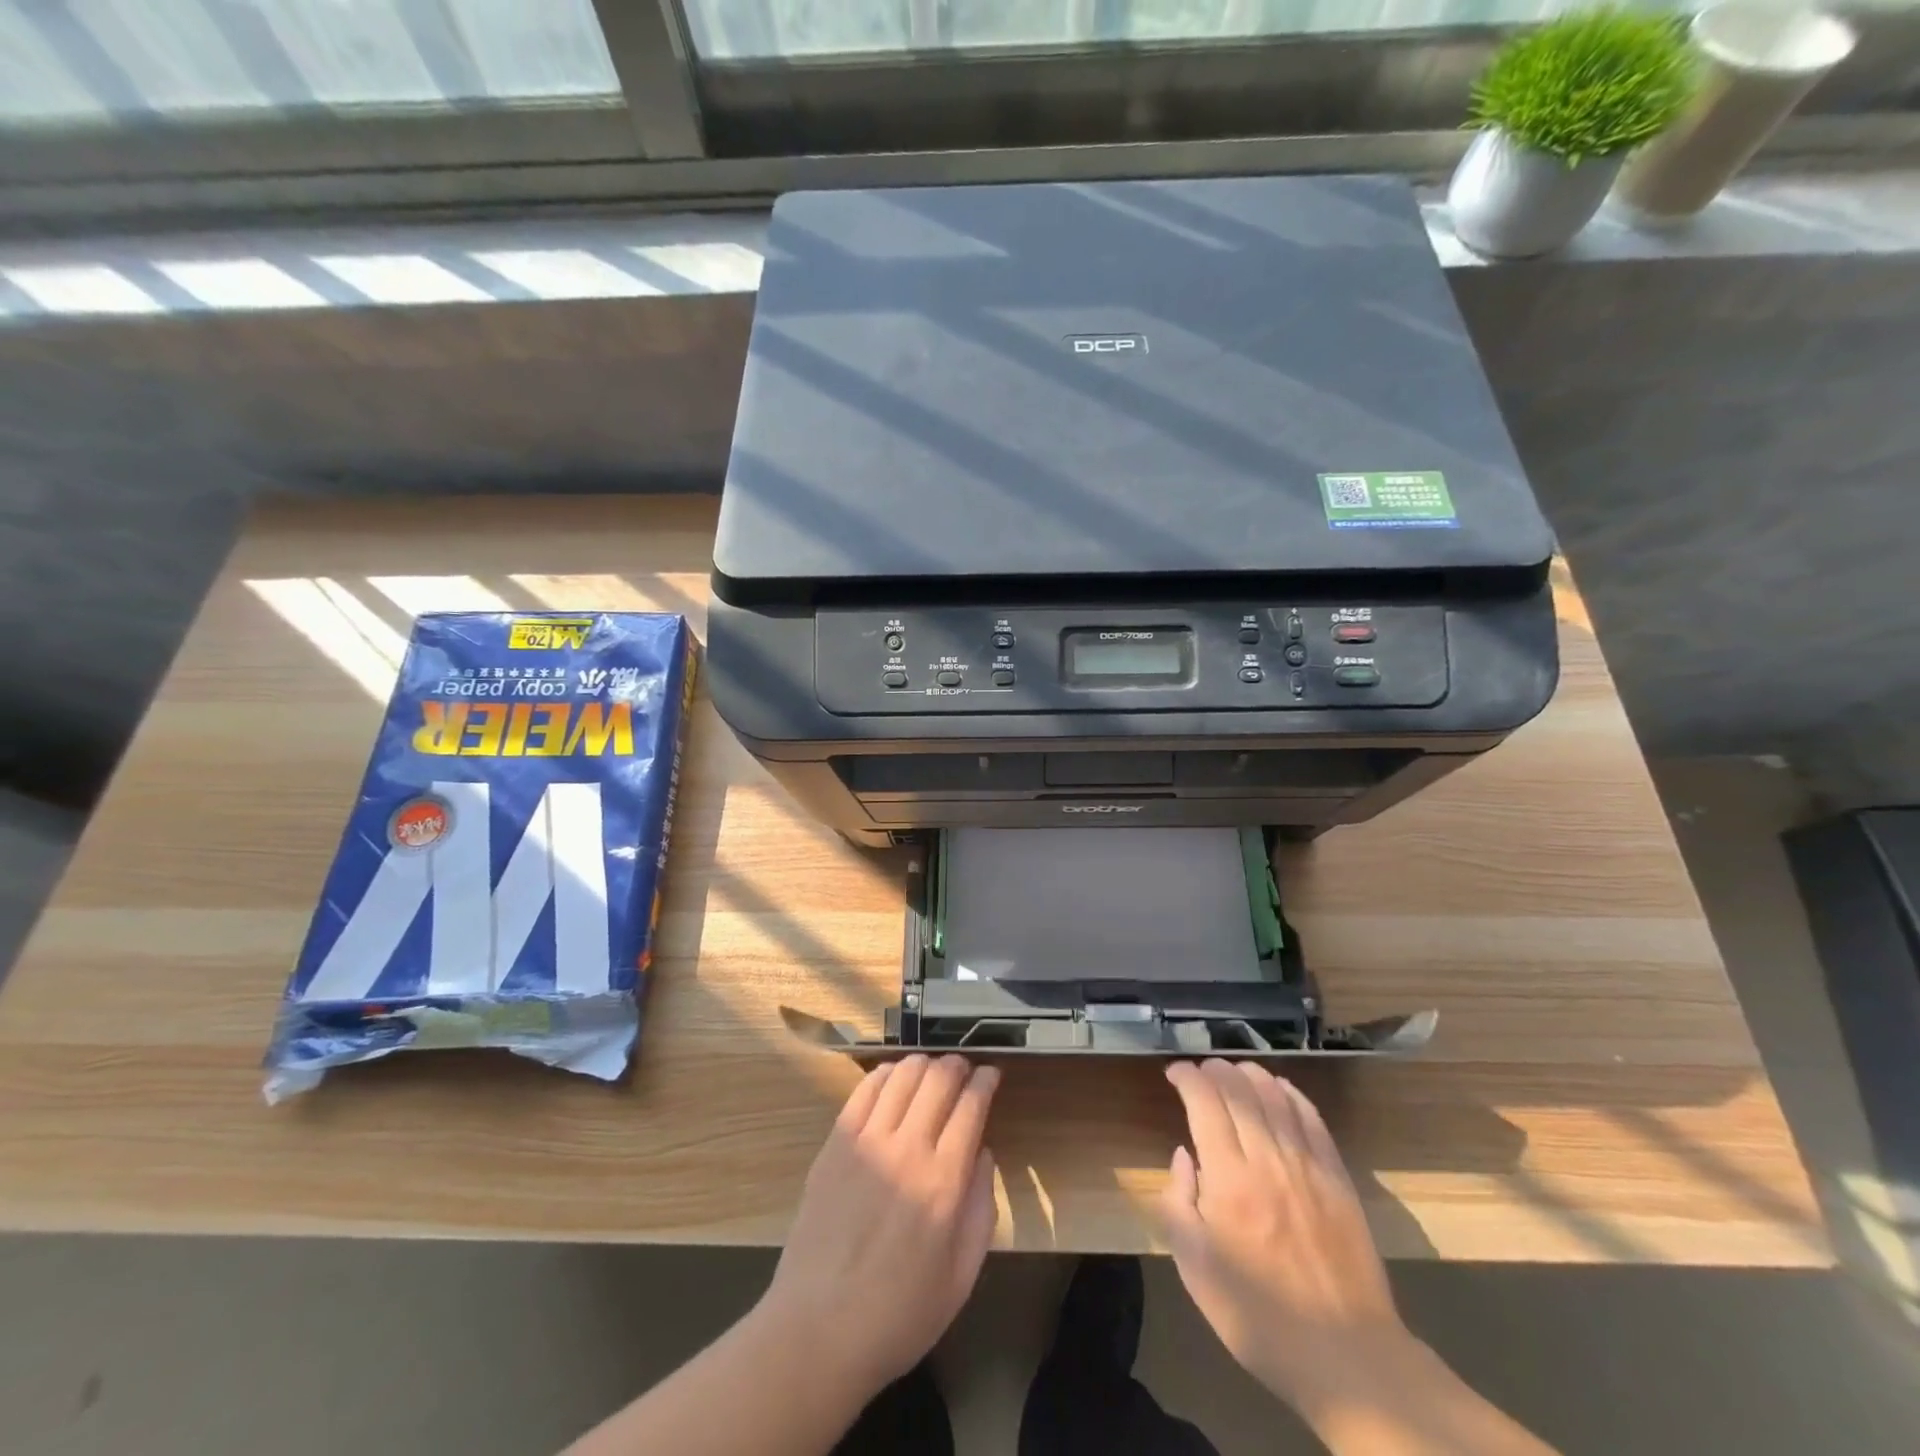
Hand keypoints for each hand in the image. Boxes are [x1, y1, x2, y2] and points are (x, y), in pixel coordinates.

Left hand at [756, 1055, 1000, 1401]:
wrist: (818, 1332)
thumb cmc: (899, 1315)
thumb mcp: (961, 1277)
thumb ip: (982, 1209)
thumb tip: (983, 1154)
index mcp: (944, 1182)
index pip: (971, 1106)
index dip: (985, 1081)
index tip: (991, 1074)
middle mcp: (908, 1149)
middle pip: (938, 1080)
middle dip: (957, 1065)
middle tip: (964, 1068)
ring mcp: (867, 1142)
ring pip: (902, 1075)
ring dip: (923, 1064)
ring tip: (931, 1069)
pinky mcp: (835, 1144)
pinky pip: (864, 1091)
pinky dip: (885, 1074)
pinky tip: (893, 1076)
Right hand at [1161, 1060, 1411, 1411]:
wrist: (1345, 1355)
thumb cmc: (1257, 1316)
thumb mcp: (1194, 1268)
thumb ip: (1178, 1202)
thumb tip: (1183, 1156)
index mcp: (1228, 1179)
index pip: (1204, 1102)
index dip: (1187, 1077)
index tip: (1174, 1073)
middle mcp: (1267, 1159)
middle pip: (1239, 1091)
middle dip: (1215, 1070)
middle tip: (1200, 1070)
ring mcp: (1307, 1166)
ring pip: (1275, 1097)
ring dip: (1250, 1074)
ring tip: (1234, 1070)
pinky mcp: (1338, 1178)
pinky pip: (1312, 1119)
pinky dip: (1292, 1094)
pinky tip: (1280, 1088)